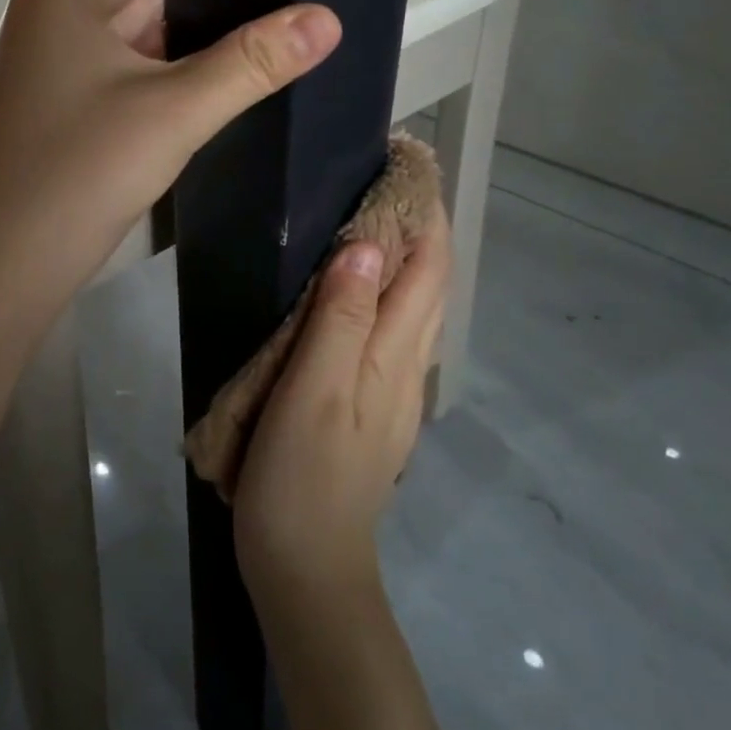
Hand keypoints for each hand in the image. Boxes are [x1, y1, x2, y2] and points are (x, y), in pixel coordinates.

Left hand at [0, 0, 340, 314]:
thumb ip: (252, 63)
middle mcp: (46, 18)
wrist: (15, 257)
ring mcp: (46, 63)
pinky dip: (150, 48)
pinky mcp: (54, 101)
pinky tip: (198, 57)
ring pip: (116, 15)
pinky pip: (109, 54)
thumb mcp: (176, 111)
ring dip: (169, 6)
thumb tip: (326, 20)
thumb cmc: (85, 170)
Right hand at [233, 200, 449, 614]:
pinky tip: (353, 287)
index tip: (407, 164)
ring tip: (370, 216)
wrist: (306, 565)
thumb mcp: (314, 392)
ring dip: (404, 256)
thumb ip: (340, 319)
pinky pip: (389, 330)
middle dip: (420, 225)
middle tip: (383, 178)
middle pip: (429, 282)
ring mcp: (392, 389)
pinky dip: (384, 291)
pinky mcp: (372, 405)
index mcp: (393, 356)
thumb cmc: (301, 476)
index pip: (427, 268)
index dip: (425, 213)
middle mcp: (405, 366)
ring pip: (413, 306)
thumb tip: (367, 247)